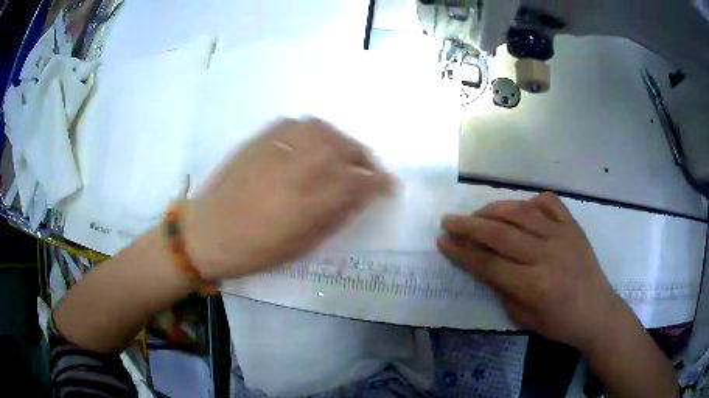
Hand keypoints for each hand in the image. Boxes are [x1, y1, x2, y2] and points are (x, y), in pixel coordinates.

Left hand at [182, 118, 390, 279]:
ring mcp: (275, 150)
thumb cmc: (253, 250)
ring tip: (344, 153)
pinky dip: (313, 130)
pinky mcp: (258, 141)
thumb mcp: (300, 245)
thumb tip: (359, 197)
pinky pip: (295, 123)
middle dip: (364, 158)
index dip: (378, 181)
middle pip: (342, 149)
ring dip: (341, 141)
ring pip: (321, 130)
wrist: (206, 233)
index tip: (390, 185)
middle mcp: (294, 169)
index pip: (356, 182)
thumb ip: (333, 217)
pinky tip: (314, 141)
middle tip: (369, 170)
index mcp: (306, 203)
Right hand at [437, 192, 625, 350]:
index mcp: (533, 285)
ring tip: (476, 213)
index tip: (442, 241)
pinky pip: (548, 203)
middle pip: (500, 234)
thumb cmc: (559, 323)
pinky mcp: (573, 225)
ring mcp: (562, 235)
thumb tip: (483, 263)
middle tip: (448, 220)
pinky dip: (529, 200)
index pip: (488, 264)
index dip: (461, 253)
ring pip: (521, 212)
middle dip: (469, 226)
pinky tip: (518, 207)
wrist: (596, 311)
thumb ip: (502, 288)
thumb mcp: (522, 317)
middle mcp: (546, 254)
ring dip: (493, 209)